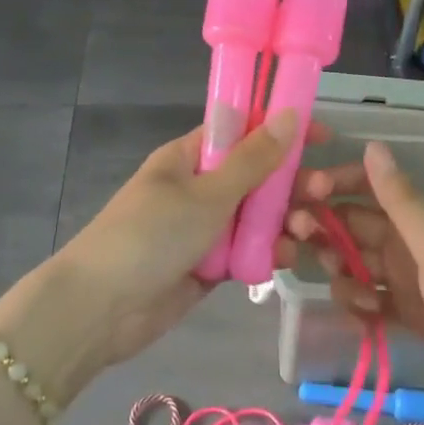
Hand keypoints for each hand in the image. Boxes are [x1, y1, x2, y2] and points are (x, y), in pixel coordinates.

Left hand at [51, 111, 311, 373]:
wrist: (101, 309)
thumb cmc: (151, 235)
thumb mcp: (206, 193)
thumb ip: (253, 160)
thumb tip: (288, 114)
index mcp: (190, 157)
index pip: (242, 131)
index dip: (280, 129)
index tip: (322, 136)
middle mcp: (198, 187)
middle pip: (256, 176)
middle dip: (290, 182)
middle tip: (323, 192)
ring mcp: (203, 227)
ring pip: (256, 216)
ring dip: (283, 220)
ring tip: (304, 231)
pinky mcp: (208, 265)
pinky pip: (247, 251)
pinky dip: (267, 253)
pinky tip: (285, 259)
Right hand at [284, 141, 423, 417]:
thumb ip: (404, 203)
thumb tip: (372, 147)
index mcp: (420, 223)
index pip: (367, 191)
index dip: (333, 188)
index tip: (300, 198)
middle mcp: (412, 247)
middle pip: (355, 230)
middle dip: (326, 234)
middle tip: (298, 248)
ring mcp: (413, 284)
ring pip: (360, 268)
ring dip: (344, 277)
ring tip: (357, 300)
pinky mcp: (415, 319)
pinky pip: (374, 304)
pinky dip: (362, 309)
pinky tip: (364, 322)